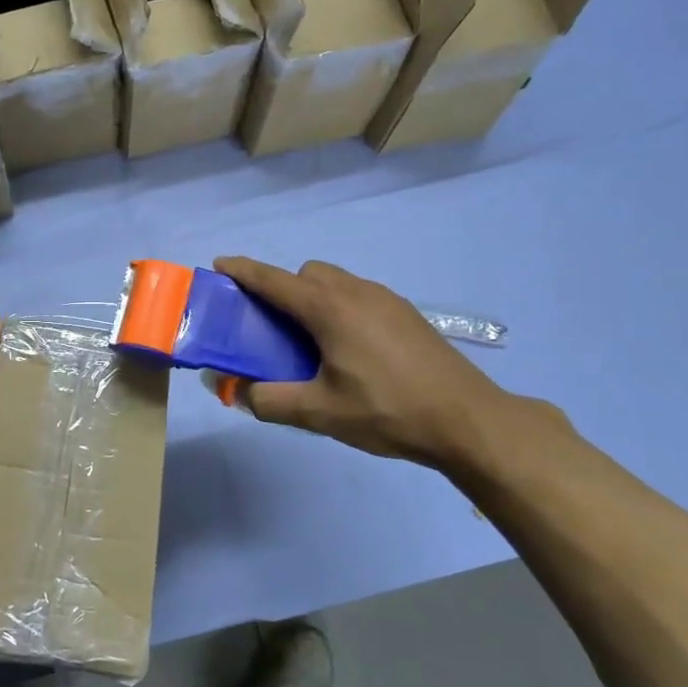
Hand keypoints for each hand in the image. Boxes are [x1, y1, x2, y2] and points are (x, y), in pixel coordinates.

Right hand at [213, 257, 511, 472]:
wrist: (468, 420)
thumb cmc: (387, 411)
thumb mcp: (320, 412)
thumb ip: (269, 400)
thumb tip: (236, 391)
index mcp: (330, 309)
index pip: (274, 280)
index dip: (243, 270)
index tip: (219, 265)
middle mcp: (356, 292)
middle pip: (306, 274)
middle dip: (282, 288)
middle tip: (271, 326)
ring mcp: (386, 299)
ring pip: (336, 281)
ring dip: (313, 296)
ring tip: (311, 340)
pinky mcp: (406, 313)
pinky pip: (358, 294)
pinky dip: (339, 306)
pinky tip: (350, 349)